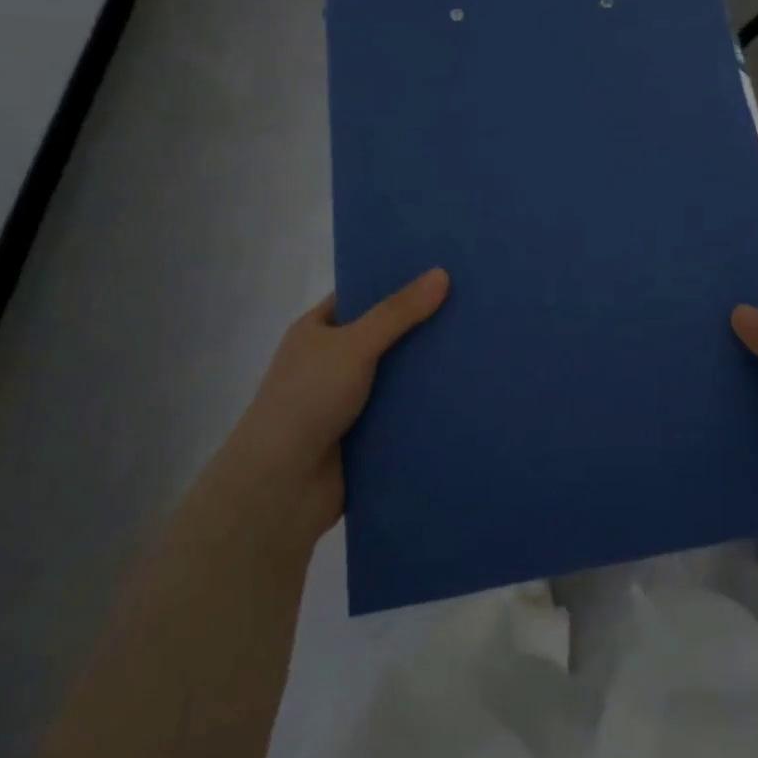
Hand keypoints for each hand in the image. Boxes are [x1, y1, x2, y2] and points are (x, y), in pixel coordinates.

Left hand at [234, 268, 449, 533]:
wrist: (281, 485)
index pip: (359, 297)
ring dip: (426, 371)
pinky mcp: (364, 436)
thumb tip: (442, 274)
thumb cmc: (308, 399)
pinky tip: (463, 393)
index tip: (439, 272)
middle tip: (470, 307)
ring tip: (476, 348)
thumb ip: (398, 312)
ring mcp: (347, 401)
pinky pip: (400, 413)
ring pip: (395, 377)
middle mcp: (330, 363)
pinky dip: (424, 407)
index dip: (394, 283)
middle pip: (383, 336)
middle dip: (420, 327)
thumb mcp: (354, 344)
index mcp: (316, 332)